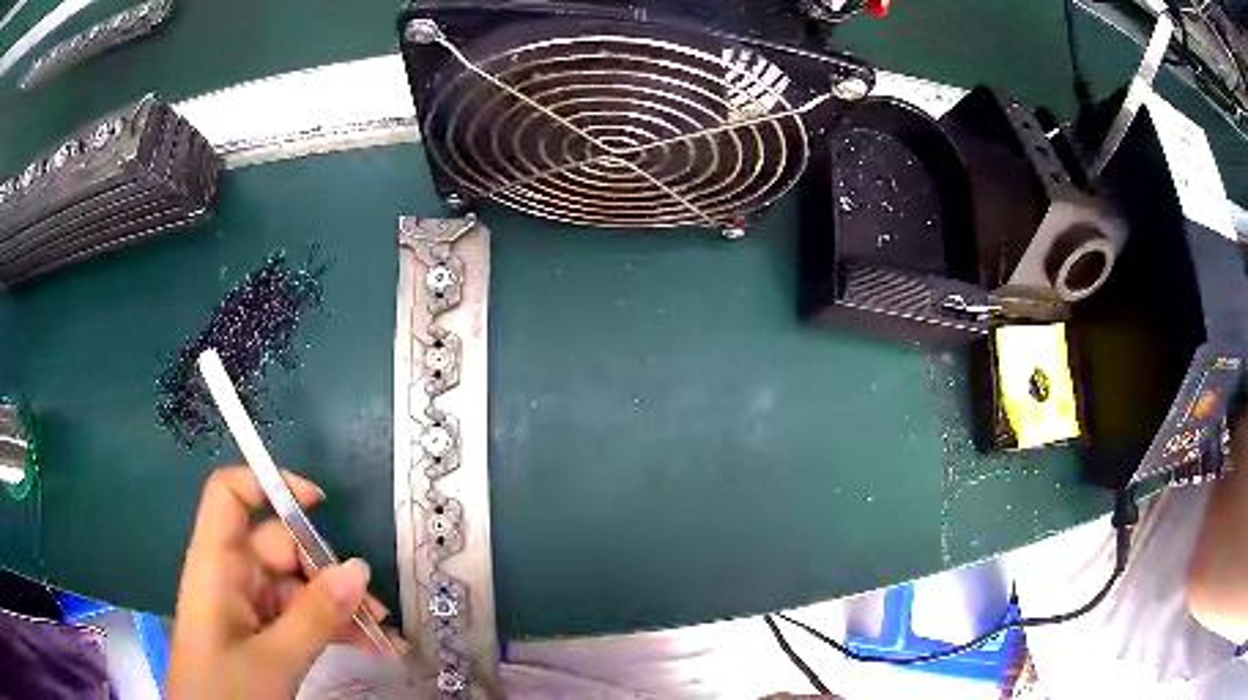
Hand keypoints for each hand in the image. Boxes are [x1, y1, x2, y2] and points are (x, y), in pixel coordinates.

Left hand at [167, 467, 403, 698]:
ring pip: (297, 587)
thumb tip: (359, 569)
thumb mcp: (274, 660)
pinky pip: (300, 616)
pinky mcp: (261, 632)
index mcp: (217, 565)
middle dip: (329, 572)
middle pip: (279, 547)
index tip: (318, 504)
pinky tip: (369, 647)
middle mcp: (231, 575)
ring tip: (383, 636)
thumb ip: (315, 616)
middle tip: (374, 609)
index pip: (230, 497)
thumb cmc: (227, 691)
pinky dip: (333, 629)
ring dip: (340, 608)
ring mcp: (247, 605)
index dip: (267, 485)